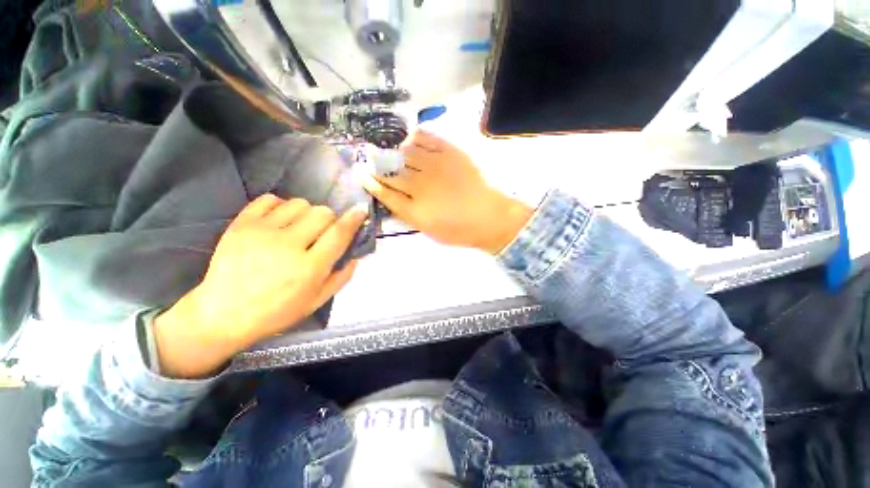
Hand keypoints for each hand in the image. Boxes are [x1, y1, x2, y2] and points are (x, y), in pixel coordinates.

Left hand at [153, 195, 368, 377]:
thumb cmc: (275, 313)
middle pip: (322, 213)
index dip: (354, 219)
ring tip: (299, 227)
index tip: (360, 211)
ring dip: (307, 213)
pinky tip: (280, 220)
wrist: (222, 315)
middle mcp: (288, 245)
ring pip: (299, 203)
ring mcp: (262, 232)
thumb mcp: (316, 302)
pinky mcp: (241, 225)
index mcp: (309, 268)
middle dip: (330, 219)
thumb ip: (341, 278)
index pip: (339, 233)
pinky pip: (270, 200)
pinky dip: (281, 206)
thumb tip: (355, 255)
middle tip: (322, 232)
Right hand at [363, 130, 532, 253]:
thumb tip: (391, 198)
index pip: (386, 193)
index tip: (362, 176)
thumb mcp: (428, 230)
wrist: (488, 217)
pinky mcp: (450, 153)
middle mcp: (422, 186)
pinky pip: (427, 138)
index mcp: (416, 209)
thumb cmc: (458, 230)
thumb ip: (407, 214)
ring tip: (390, 151)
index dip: (372, 184)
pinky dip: (414, 138)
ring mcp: (436, 166)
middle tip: (370, 160)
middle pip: (392, 172)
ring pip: (406, 153)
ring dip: (394, 152)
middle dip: (377, 165)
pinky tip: (410, 141)